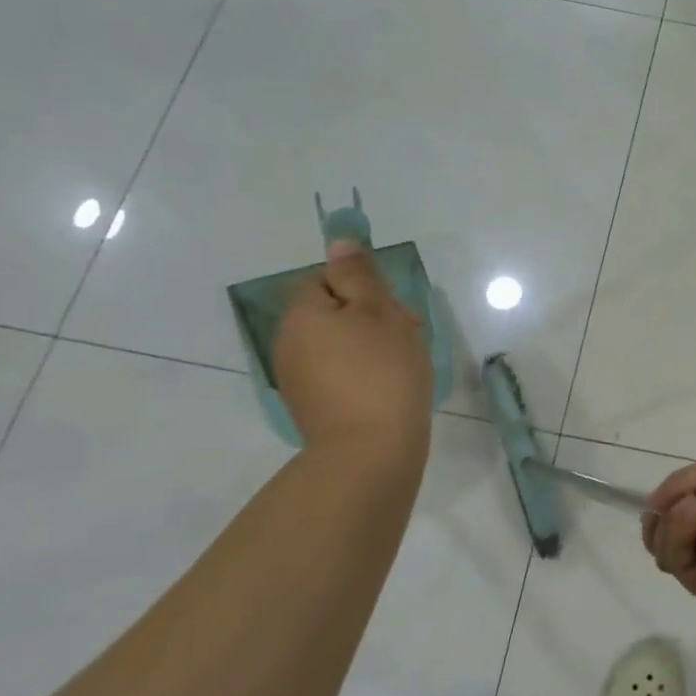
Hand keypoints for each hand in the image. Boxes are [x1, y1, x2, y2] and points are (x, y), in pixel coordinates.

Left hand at [273, 239, 433, 470]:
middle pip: (332, 312)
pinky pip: (338, 373)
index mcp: (302, 314)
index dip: (363, 288)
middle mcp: (289, 343)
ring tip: (404, 363)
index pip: (327, 279)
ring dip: (369, 345)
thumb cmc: (382, 371)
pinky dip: (363, 373)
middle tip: (407, 334)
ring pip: (338, 343)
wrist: (370, 452)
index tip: (393, 308)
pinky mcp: (312, 408)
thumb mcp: (379, 311)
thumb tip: (338, 242)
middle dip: (370, 317)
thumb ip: (358, 274)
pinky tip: (389, 387)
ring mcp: (297, 379)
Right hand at [642, 454, 695, 618]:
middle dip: (662, 517)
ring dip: (670, 523)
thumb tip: (652, 507)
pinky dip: (678, 536)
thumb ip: (677, 484)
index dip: (664, 502)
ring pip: (663, 548)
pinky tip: (695, 516)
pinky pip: (676, 562)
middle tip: (677, 505)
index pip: (675, 507)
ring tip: (694, 509)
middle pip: (661, 531)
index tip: (664, 497)